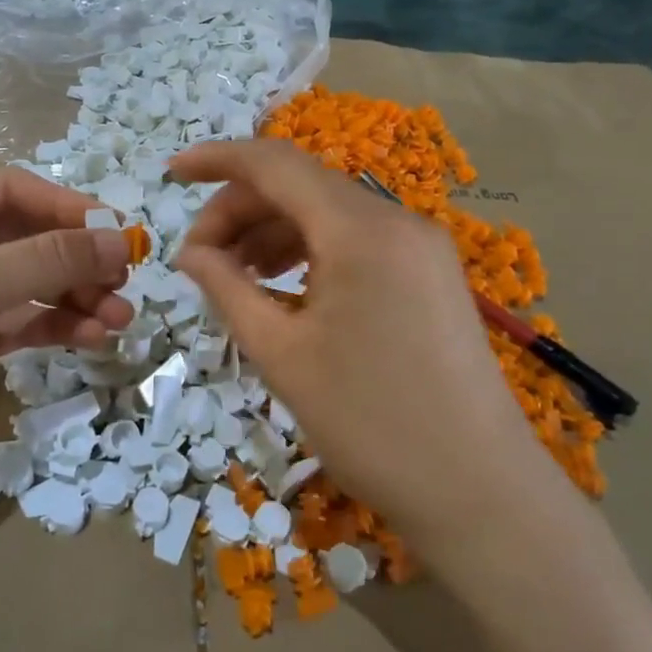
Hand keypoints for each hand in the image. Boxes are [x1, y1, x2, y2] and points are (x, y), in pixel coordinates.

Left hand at [0, 168, 133, 540]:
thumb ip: (47, 259)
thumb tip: (120, 239)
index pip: (6, 190)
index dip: (63, 204)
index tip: (115, 229)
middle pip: (23, 238)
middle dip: (76, 256)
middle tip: (125, 277)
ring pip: (30, 284)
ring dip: (76, 296)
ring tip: (120, 317)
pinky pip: (22, 324)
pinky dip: (58, 326)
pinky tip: (93, 337)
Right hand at [171, 140, 547, 545]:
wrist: (480, 492)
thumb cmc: (370, 424)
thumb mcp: (282, 355)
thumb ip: (228, 289)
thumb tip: (191, 253)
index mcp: (360, 230)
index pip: (275, 164)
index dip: (217, 159)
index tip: (171, 173)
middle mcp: (396, 220)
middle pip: (301, 186)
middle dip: (240, 210)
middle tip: (199, 260)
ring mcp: (420, 247)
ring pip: (328, 214)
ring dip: (273, 232)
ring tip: (235, 277)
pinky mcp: (430, 275)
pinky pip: (356, 242)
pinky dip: (310, 252)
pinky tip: (283, 288)